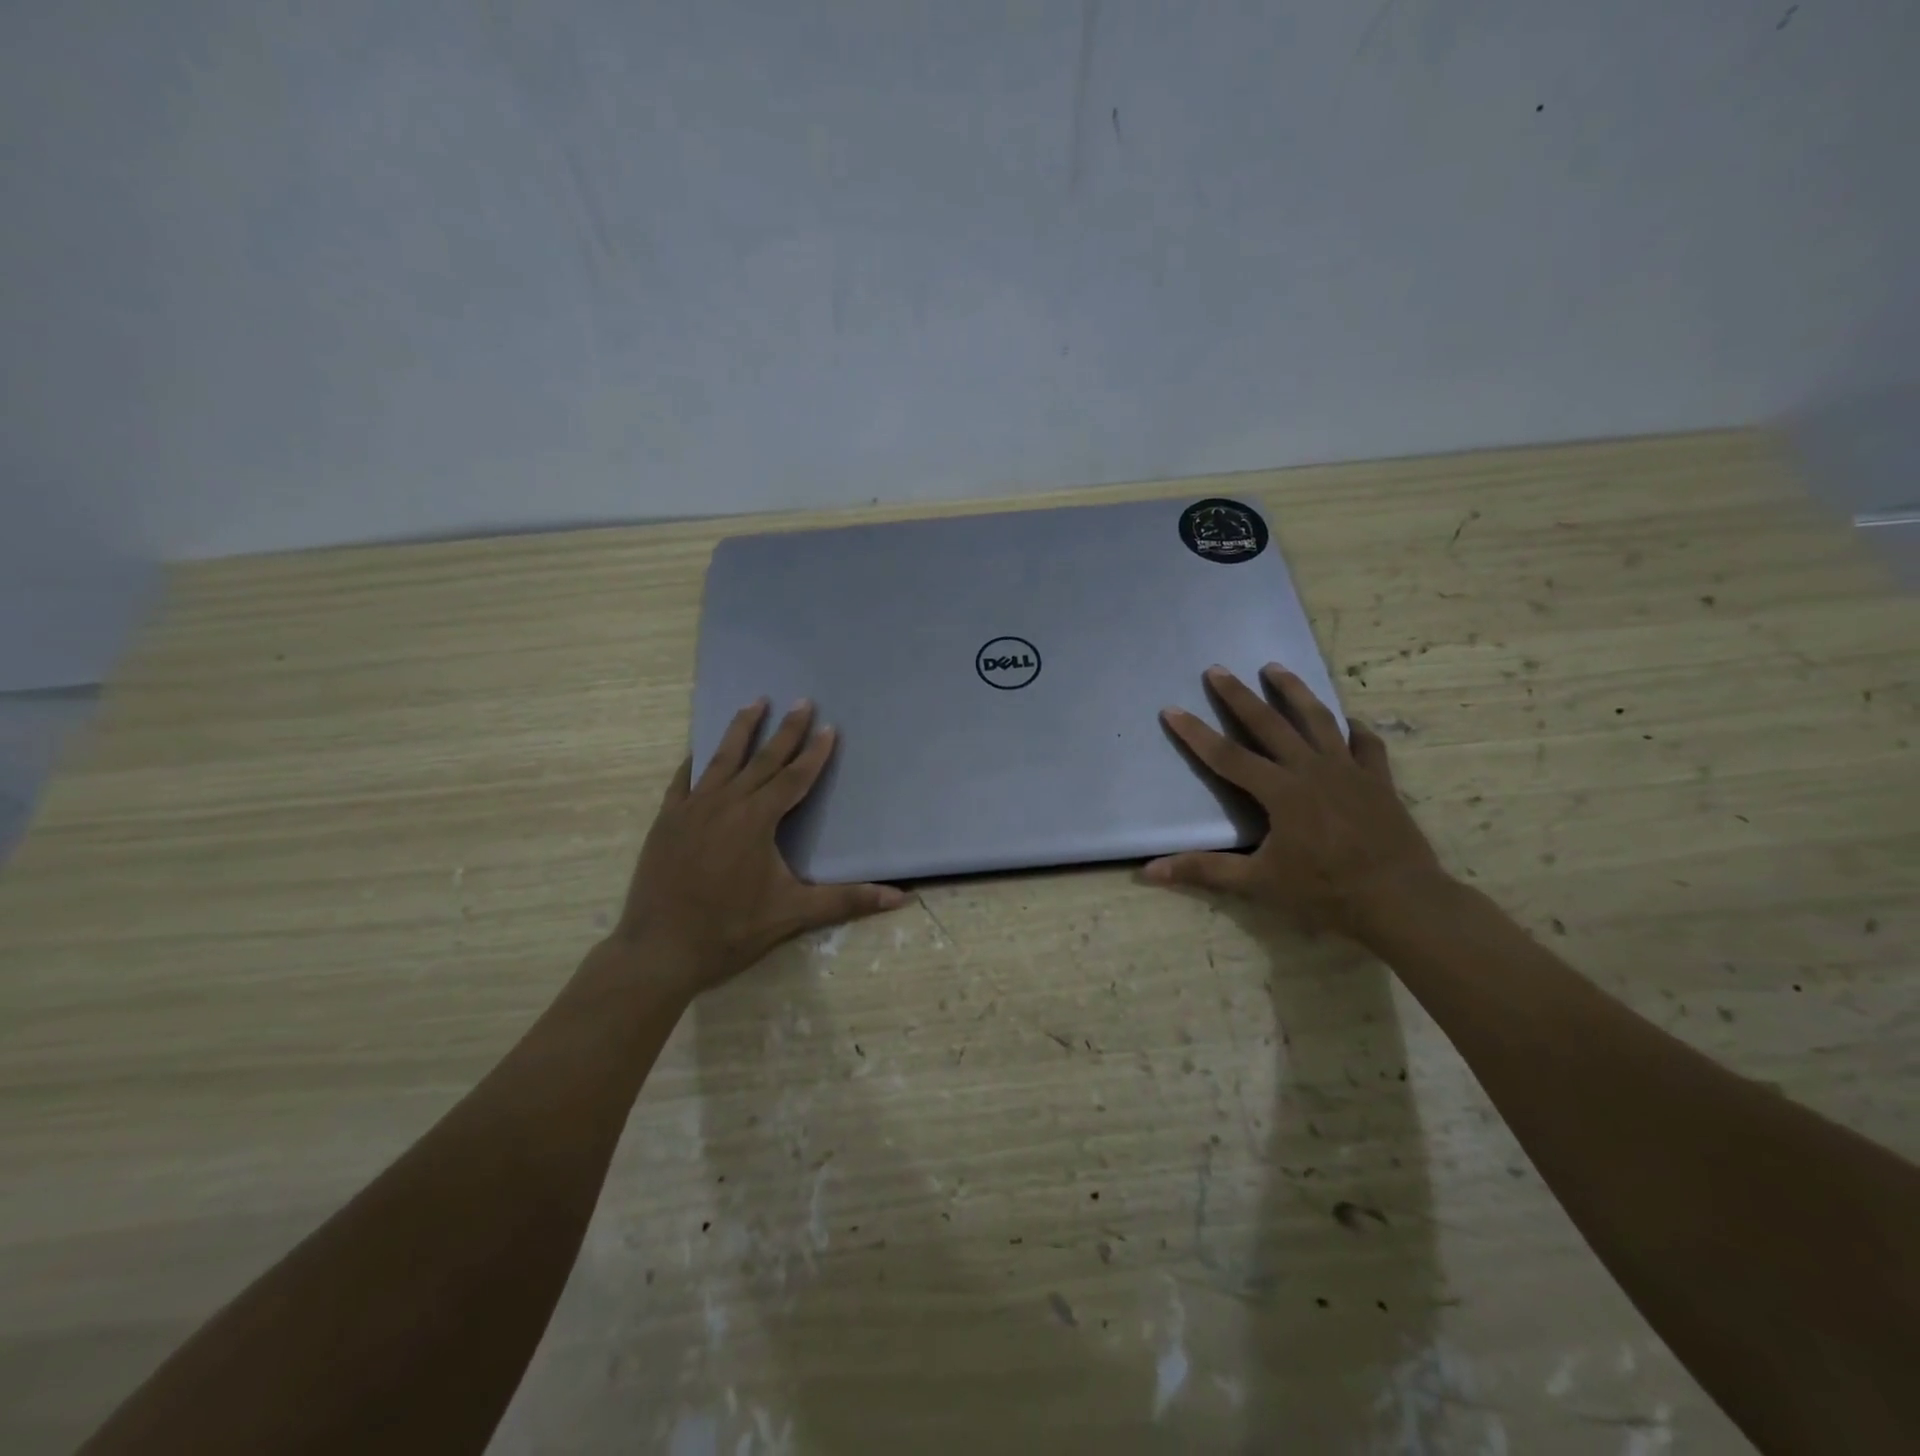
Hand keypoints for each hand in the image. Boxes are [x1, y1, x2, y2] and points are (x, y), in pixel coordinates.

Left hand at [612, 699, 906, 991]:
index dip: (815, 753)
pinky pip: (683, 781)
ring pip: (721, 759)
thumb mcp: (793, 914)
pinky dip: (695, 762)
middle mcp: (725, 803)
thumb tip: (901, 898)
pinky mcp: (666, 821)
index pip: (794, 778)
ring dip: (741, 730)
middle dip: (785, 730)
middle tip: (801, 701)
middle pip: (762, 759)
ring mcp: (691, 810)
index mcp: (757, 820)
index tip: (829, 727)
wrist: (659, 950)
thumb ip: (846, 900)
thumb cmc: (730, 930)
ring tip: (755, 702)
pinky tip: (698, 752)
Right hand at [1144, 665, 1446, 938]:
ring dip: (1294, 691)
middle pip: (1269, 724)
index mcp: (1281, 792)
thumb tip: (1150, 872)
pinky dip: (1354, 729)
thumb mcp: (1259, 884)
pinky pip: (1365, 745)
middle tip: (1217, 669)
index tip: (1172, 709)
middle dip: (1239, 696)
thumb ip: (1205, 871)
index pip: (1227, 756)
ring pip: (1318, 720)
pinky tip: (1347, 721)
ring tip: (1275, 668)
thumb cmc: (1326, 892)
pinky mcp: (1379, 780)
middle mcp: (1312, 770)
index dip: (1196, 733)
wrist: (1401, 901)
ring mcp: (1349, 771)